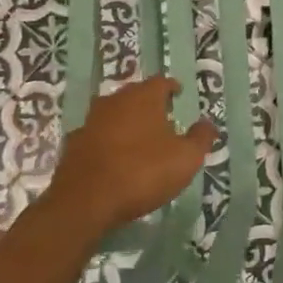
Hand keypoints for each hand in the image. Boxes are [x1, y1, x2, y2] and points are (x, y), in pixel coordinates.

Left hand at [46, 76, 217, 231]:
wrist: (86, 201)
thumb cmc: (143, 172)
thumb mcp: (186, 158)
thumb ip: (200, 138)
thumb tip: (208, 124)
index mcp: (143, 98)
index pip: (160, 82)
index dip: (171, 87)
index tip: (178, 93)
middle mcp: (115, 102)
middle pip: (134, 94)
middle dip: (148, 102)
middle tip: (161, 115)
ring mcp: (90, 122)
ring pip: (113, 113)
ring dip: (125, 121)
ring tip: (138, 136)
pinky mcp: (74, 144)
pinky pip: (96, 136)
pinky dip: (107, 141)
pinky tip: (113, 156)